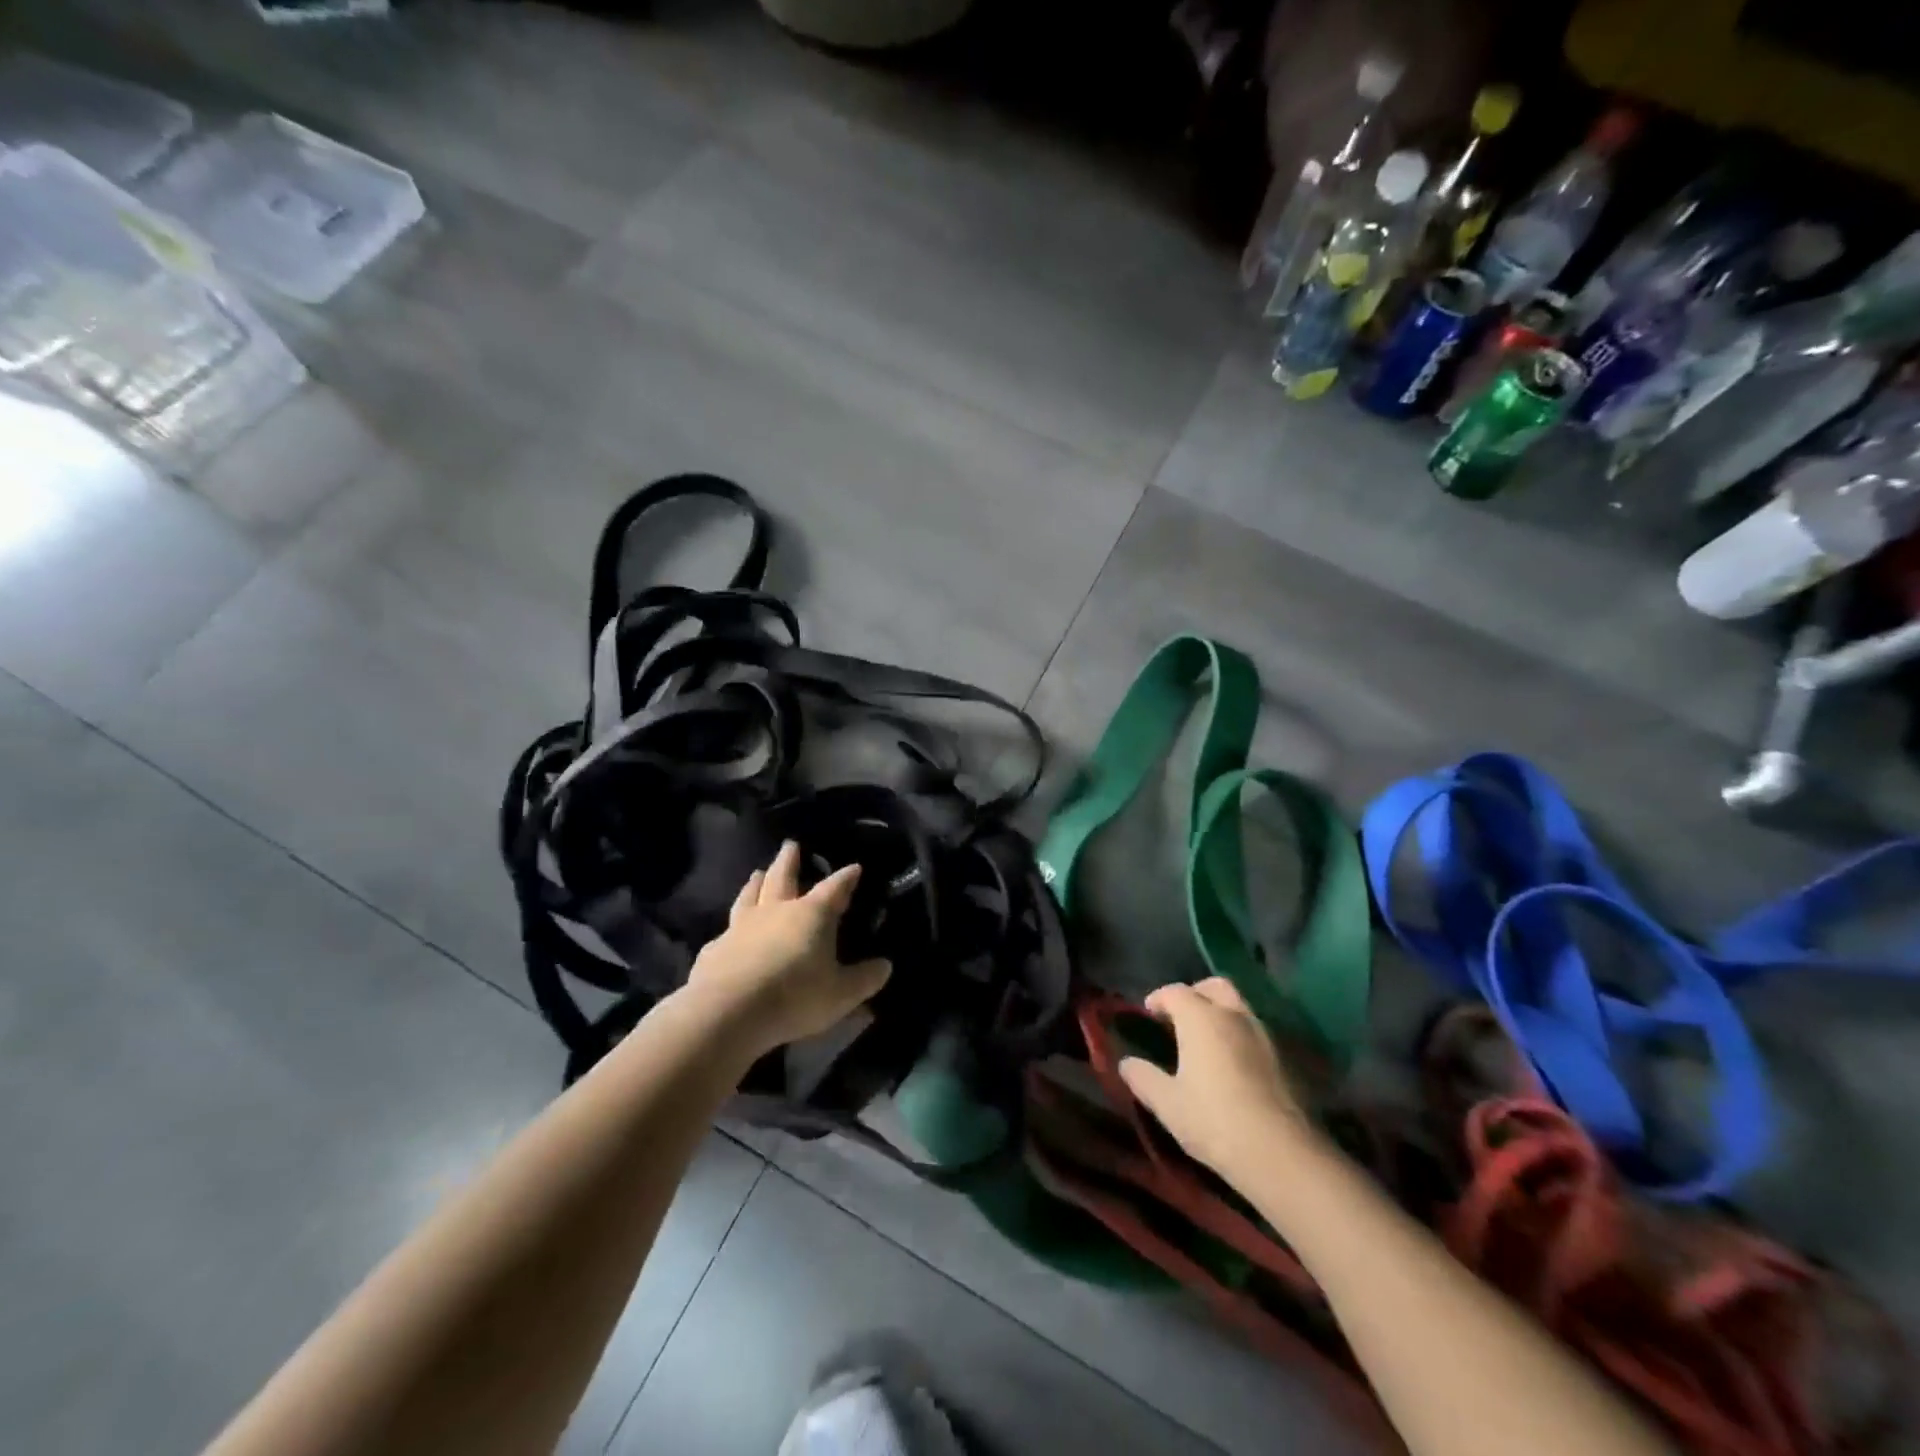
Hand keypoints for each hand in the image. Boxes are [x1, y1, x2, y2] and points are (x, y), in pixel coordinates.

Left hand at [684, 841, 891, 1058]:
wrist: (729, 1011)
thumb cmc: (795, 996)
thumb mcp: (841, 994)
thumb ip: (865, 979)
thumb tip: (886, 965)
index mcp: (811, 914)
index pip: (834, 888)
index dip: (846, 878)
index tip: (854, 867)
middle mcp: (776, 910)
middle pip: (784, 876)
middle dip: (790, 860)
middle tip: (791, 844)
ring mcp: (742, 926)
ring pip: (750, 895)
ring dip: (756, 882)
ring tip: (757, 872)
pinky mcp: (715, 948)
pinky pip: (726, 930)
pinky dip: (732, 926)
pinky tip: (728, 932)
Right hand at [1118, 978, 1316, 1179]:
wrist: (1283, 1155)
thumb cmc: (1214, 1121)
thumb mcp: (1167, 1103)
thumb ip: (1143, 1078)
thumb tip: (1126, 1063)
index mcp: (1201, 1017)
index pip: (1175, 992)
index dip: (1158, 999)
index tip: (1148, 1014)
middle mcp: (1234, 1015)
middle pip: (1215, 986)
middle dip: (1196, 993)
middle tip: (1181, 1016)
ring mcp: (1265, 1035)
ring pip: (1240, 1007)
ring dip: (1221, 1014)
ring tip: (1207, 1042)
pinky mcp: (1286, 1059)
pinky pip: (1256, 1033)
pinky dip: (1240, 1037)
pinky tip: (1233, 1065)